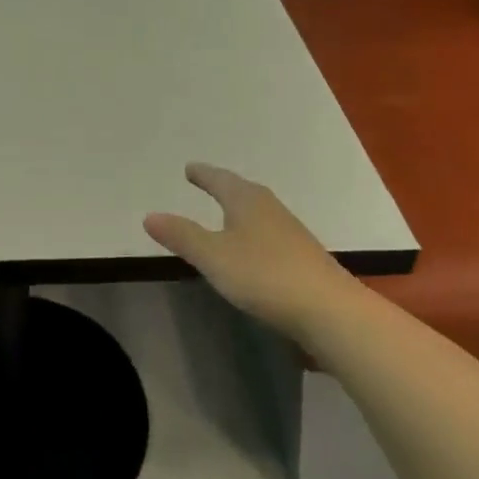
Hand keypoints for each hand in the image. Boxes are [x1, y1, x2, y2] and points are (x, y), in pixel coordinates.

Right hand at [144, 163, 363, 336]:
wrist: (328, 310)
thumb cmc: (263, 275)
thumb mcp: (213, 256)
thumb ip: (181, 236)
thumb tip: (149, 215)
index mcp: (247, 202)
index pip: (220, 180)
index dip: (203, 175)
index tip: (190, 168)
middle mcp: (271, 210)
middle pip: (243, 191)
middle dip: (224, 186)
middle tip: (207, 182)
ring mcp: (291, 234)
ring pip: (259, 212)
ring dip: (241, 208)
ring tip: (227, 211)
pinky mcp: (302, 258)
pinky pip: (269, 233)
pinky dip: (253, 231)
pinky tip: (252, 247)